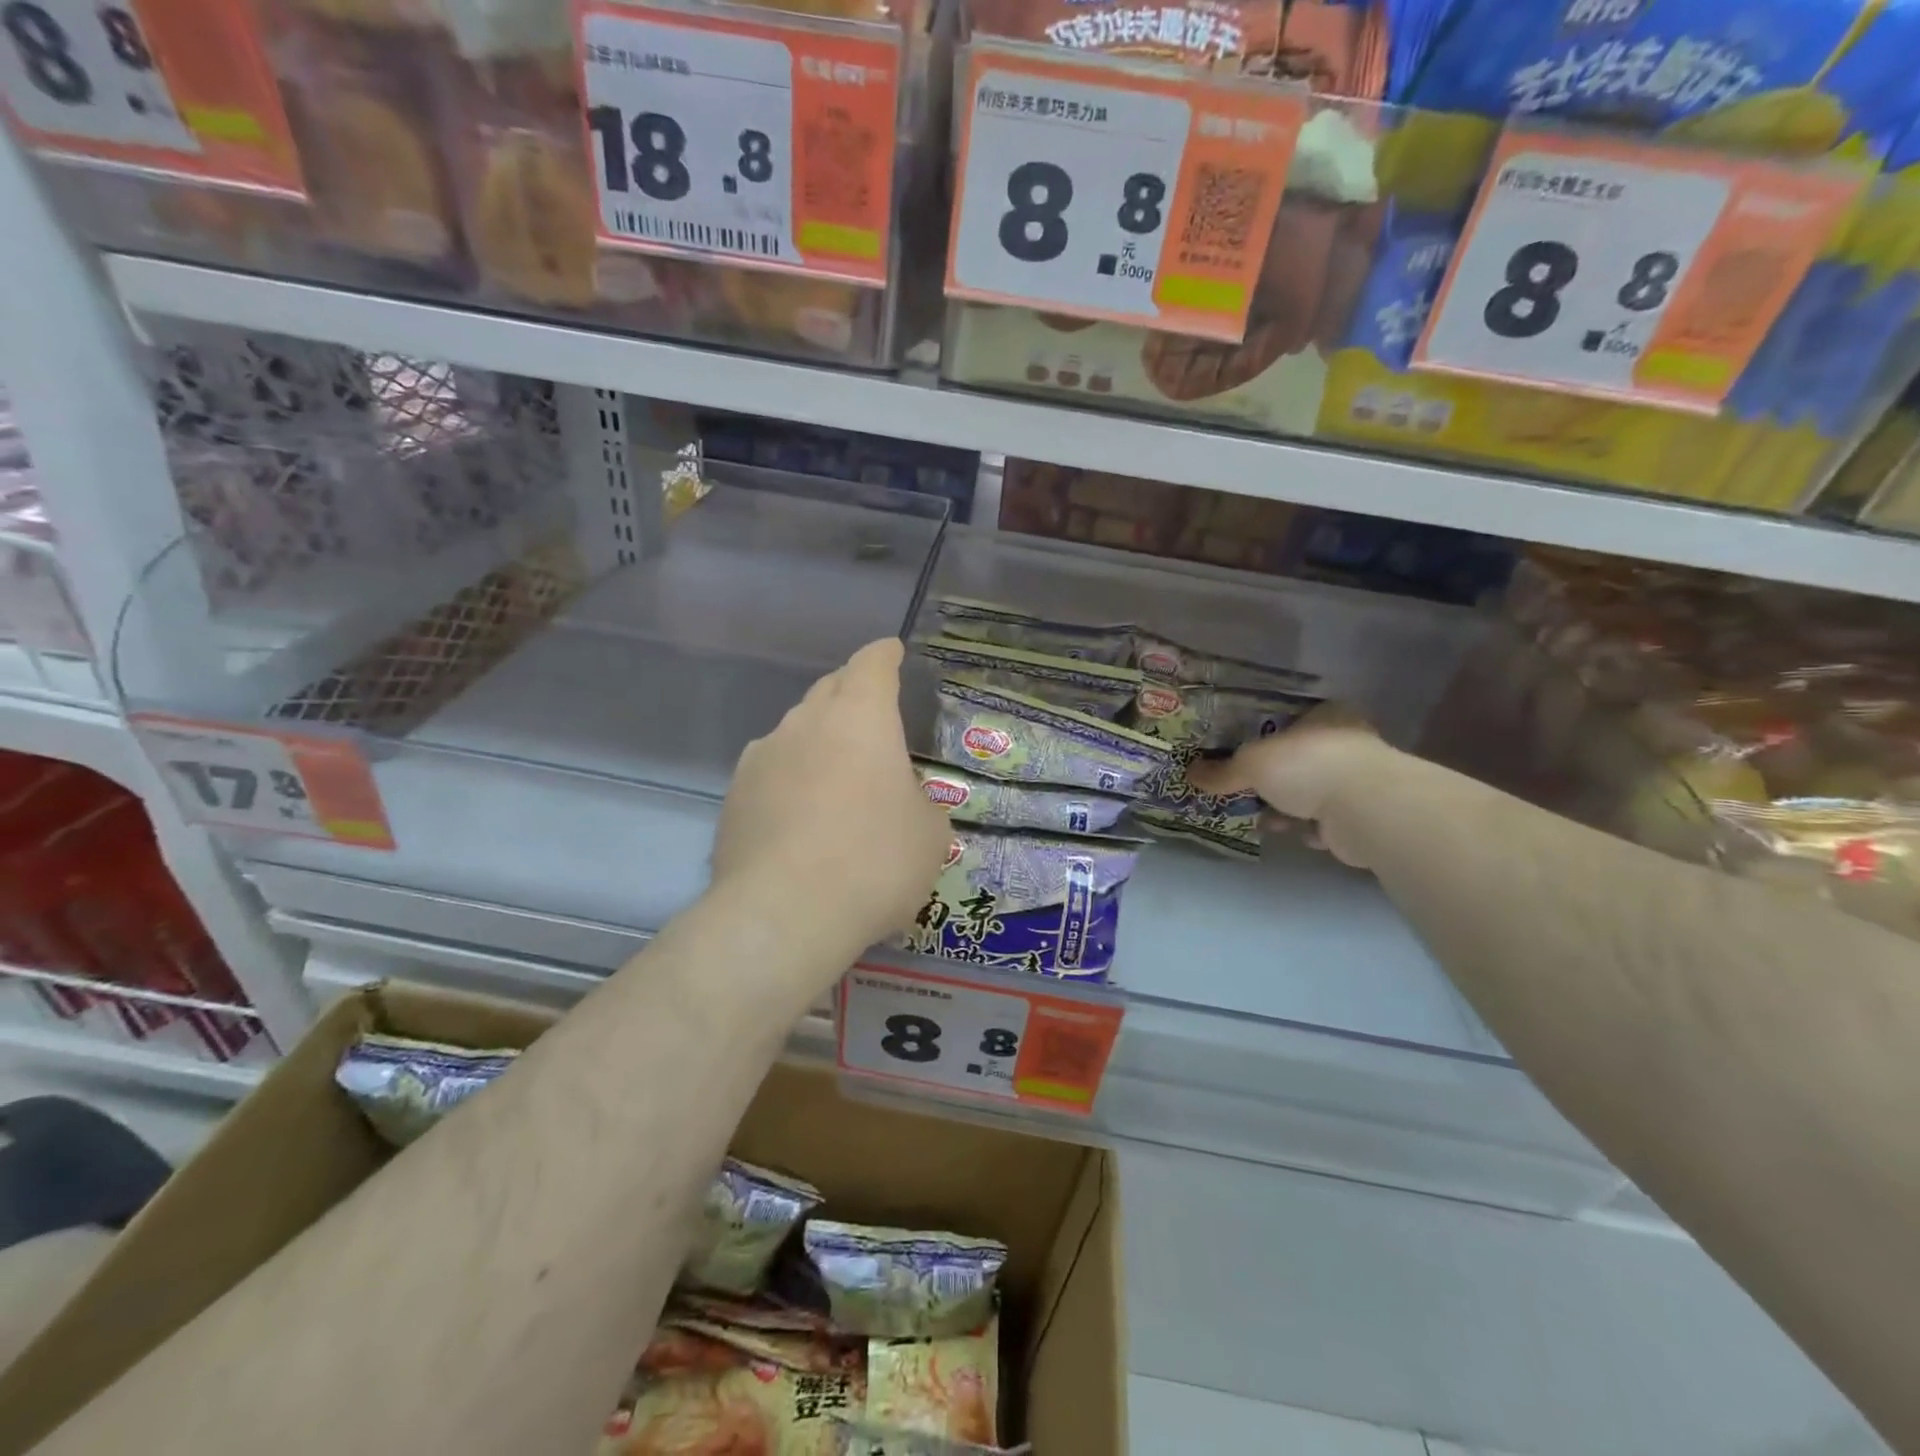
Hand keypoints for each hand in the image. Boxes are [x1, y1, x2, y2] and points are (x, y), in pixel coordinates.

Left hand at [710, 637, 949, 965]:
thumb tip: (903, 802)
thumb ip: (919, 803)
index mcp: (861, 718)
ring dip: (818, 739)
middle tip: (870, 712)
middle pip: (829, 689)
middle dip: (851, 691)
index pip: (872, 665)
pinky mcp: (734, 796)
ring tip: (835, 773)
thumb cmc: (875, 862)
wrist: (785, 914)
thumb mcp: (929, 835)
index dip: (884, 656)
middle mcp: (806, 723)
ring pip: (796, 730)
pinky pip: (770, 771)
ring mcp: (762, 757)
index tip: (890, 652)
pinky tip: (799, 813)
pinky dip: (790, 778)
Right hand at [1186, 704, 1387, 868]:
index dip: (1262, 736)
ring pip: (1309, 792)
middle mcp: (1346, 742)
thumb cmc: (1307, 766)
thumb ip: (1223, 771)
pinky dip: (1307, 827)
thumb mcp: (1252, 763)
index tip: (1239, 753)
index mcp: (1325, 716)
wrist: (1364, 810)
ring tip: (1262, 819)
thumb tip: (1190, 774)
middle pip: (1296, 759)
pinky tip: (1292, 832)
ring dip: (1286, 808)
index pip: (1289, 720)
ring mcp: (1357, 779)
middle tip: (1244, 790)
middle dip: (1270, 780)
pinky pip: (1324, 819)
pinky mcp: (1362, 814)